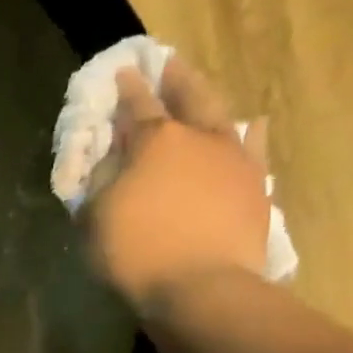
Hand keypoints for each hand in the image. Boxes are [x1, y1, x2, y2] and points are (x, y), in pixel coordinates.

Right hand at [84, 56, 271, 316]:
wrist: (202, 289)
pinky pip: (253, 148)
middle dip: (174, 79)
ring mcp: (233, 159)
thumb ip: (99, 184)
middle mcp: (198, 137)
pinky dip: (249, 135)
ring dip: (209, 100)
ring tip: (202, 90)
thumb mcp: (96, 221)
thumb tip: (107, 162)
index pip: (135, 106)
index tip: (121, 73)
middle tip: (168, 63)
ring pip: (222, 115)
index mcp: (154, 141)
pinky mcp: (255, 185)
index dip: (126, 89)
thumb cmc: (137, 255)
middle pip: (188, 95)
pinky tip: (251, 126)